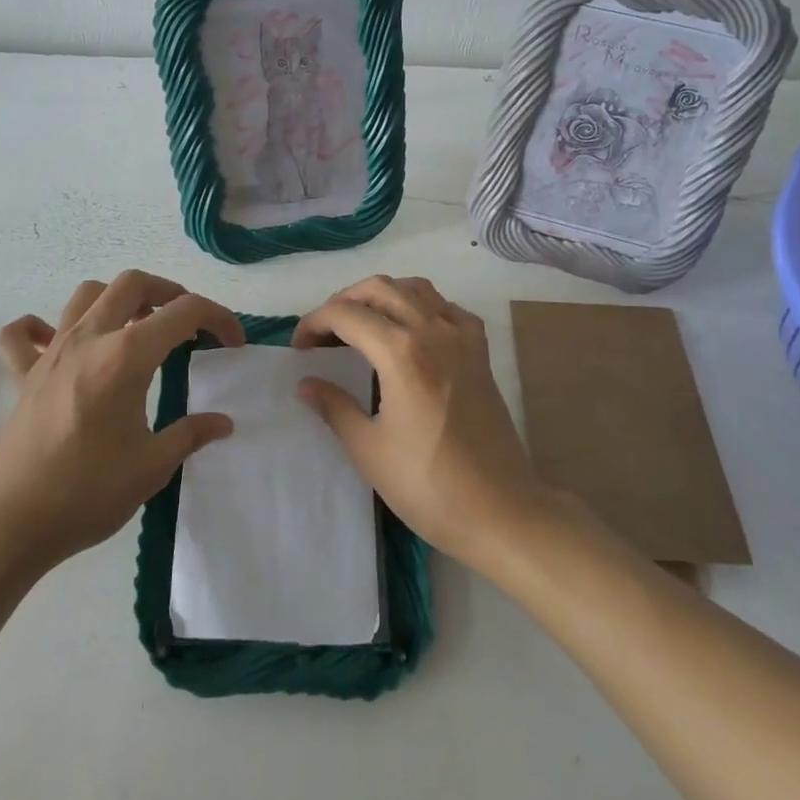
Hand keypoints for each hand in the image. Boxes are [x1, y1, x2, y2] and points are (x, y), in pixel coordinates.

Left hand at [0, 270, 243, 572]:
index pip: (183, 313)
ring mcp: (51, 353)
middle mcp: (88, 340)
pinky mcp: (23, 375)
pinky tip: (58, 343)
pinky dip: (41, 327)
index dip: (217, 318)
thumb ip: (190, 434)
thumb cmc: (87, 492)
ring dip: (117, 299)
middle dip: (168, 292)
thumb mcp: (152, 467)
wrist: (10, 522)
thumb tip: (222, 423)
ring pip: (85, 295)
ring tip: (136, 326)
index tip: (233, 343)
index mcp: (126, 357)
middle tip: (187, 323)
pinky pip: (23, 334)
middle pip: (131, 284)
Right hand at [293, 276, 549, 568]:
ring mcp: (462, 337)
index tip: (300, 348)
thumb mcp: (368, 449)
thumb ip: (334, 407)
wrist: (499, 510)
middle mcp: (432, 330)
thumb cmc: (427, 484)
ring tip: (363, 324)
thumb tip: (306, 384)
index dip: (314, 323)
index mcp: (400, 352)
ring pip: (416, 288)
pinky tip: (411, 332)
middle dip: (344, 301)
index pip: (346, 314)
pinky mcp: (481, 352)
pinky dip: (422, 306)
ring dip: (383, 296)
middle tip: (325, 332)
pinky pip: (448, 308)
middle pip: (380, 289)